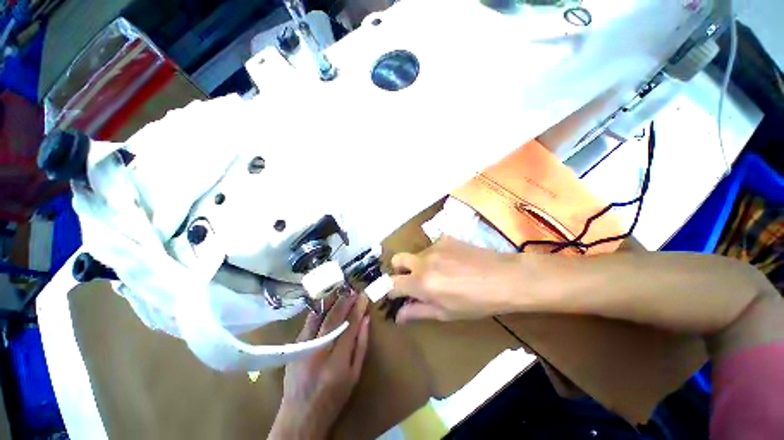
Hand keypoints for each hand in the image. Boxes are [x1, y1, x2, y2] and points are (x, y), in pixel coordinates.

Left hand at [269, 295, 369, 439]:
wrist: (300, 415)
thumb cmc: (333, 398)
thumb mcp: (354, 375)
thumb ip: (361, 345)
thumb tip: (366, 319)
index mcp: (336, 363)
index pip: (349, 327)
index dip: (357, 309)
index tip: (364, 296)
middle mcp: (318, 352)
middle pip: (333, 319)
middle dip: (345, 302)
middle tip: (353, 291)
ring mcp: (303, 348)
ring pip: (317, 317)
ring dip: (330, 301)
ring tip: (341, 291)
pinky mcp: (294, 347)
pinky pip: (308, 322)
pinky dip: (319, 310)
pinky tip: (327, 303)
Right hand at [389, 236, 534, 322]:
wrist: (505, 277)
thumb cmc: (476, 302)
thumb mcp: (446, 313)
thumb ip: (418, 312)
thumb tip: (398, 315)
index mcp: (421, 283)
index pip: (391, 283)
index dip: (389, 290)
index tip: (394, 295)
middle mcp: (422, 261)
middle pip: (396, 259)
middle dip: (399, 270)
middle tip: (412, 281)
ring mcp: (434, 246)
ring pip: (416, 254)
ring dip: (420, 264)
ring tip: (440, 273)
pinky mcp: (446, 238)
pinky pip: (432, 247)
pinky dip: (435, 256)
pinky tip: (453, 263)